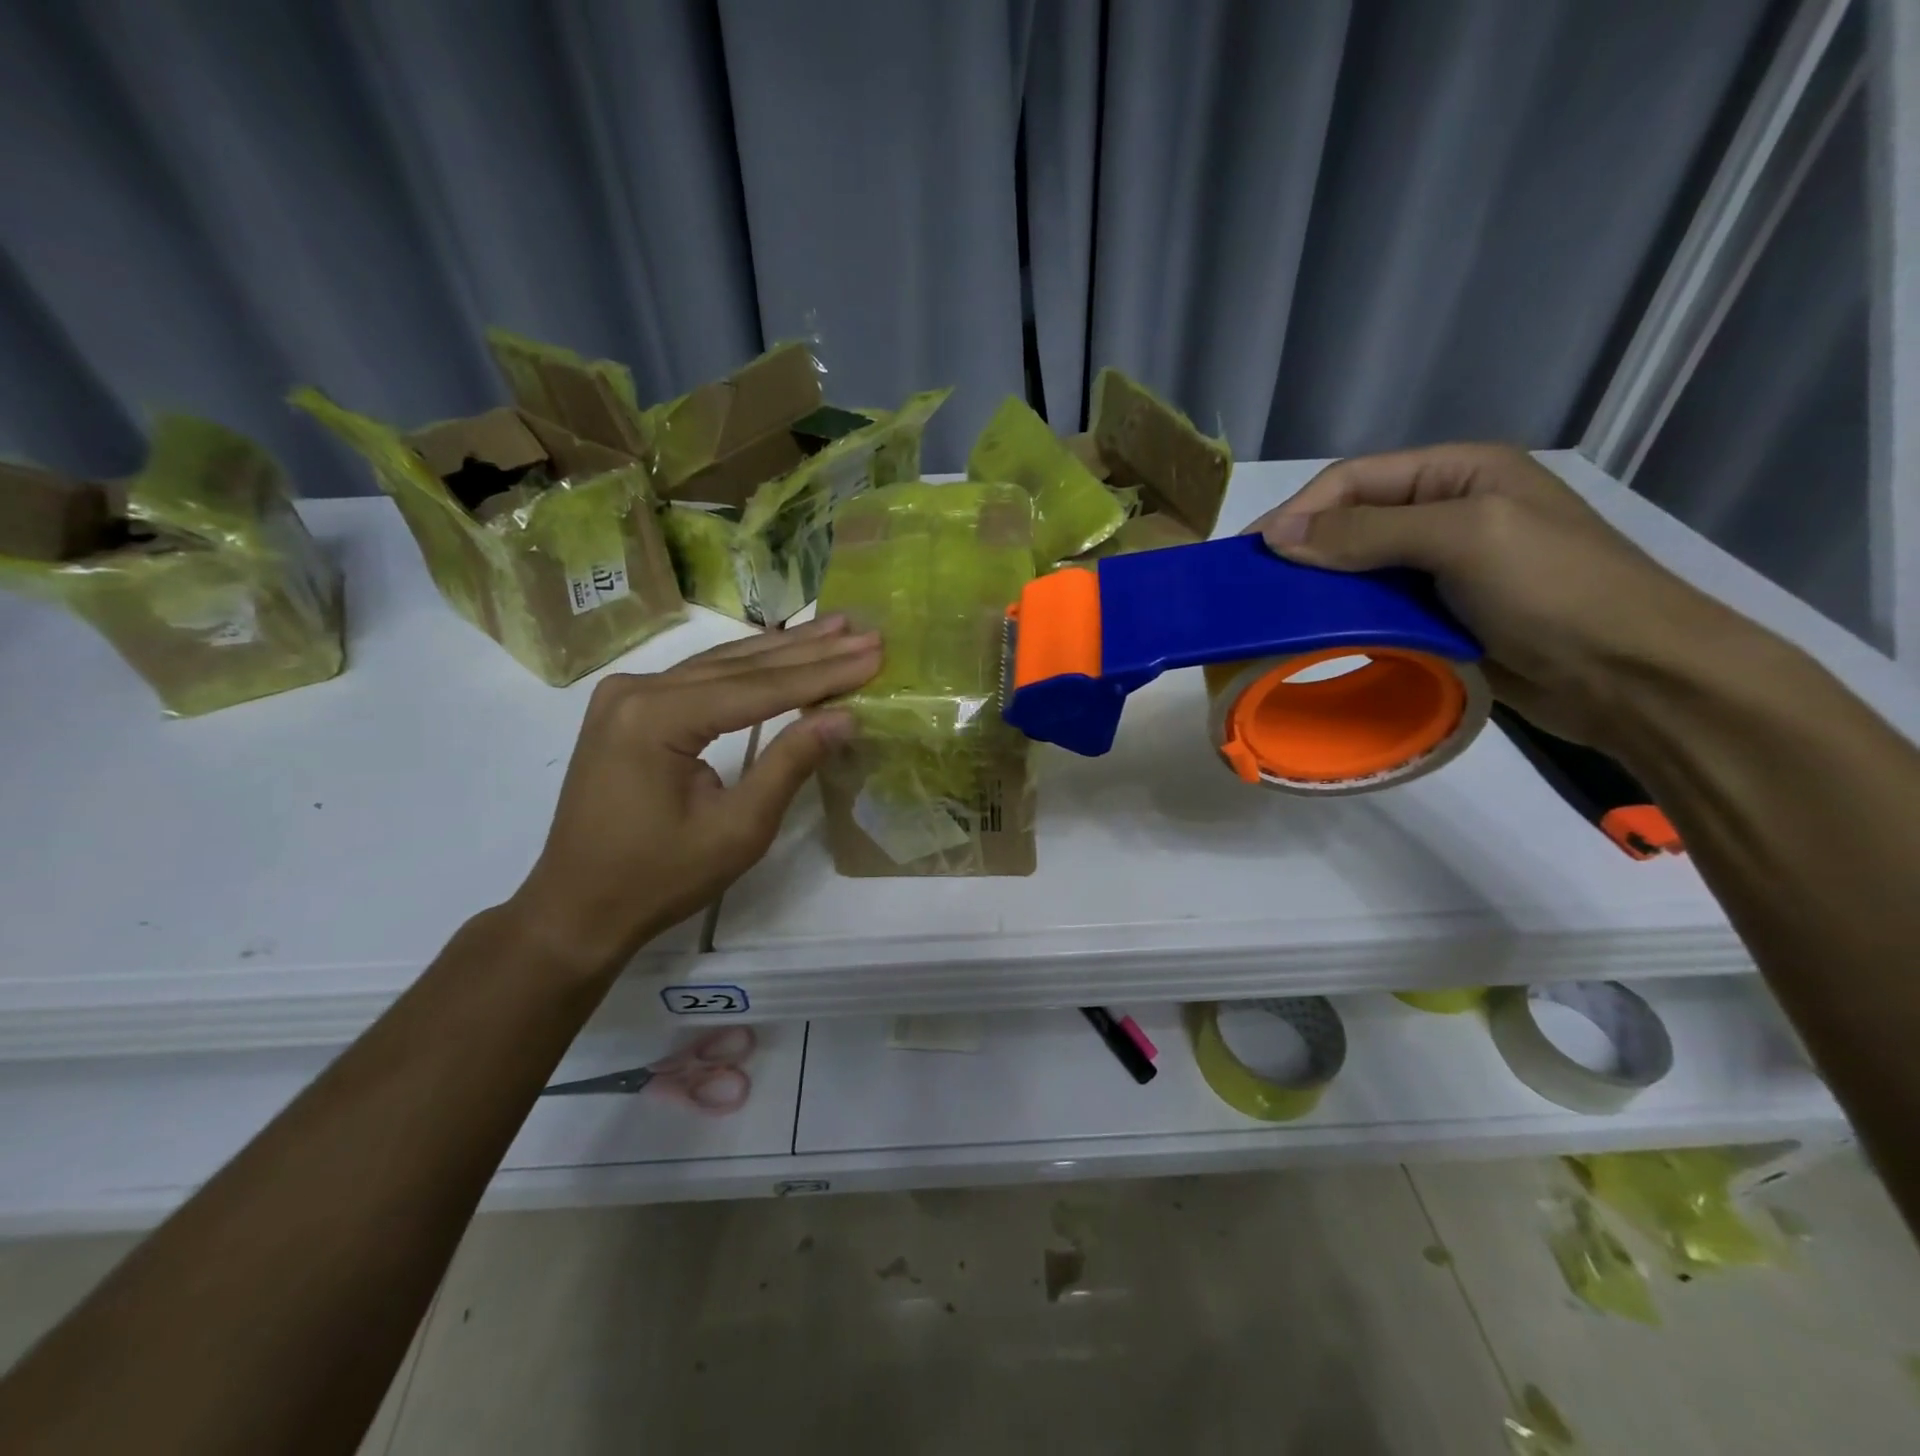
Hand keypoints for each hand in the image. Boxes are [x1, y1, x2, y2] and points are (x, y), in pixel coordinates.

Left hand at [508, 617, 880, 977]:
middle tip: (866, 630)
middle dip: (810, 650)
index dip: (824, 672)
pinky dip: (748, 668)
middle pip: (741, 665)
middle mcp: (636, 689)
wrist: (577, 907)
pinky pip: (700, 678)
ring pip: (721, 664)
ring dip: (783, 650)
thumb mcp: (738, 829)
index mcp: (657, 718)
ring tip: (835, 628)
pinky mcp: (627, 707)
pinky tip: (781, 651)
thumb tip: (844, 716)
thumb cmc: (659, 878)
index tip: (873, 652)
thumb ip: (790, 764)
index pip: (759, 687)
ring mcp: (626, 694)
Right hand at [1251, 444, 1740, 747]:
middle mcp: (1448, 512)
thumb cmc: (1554, 590)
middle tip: (1251, 585)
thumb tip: (1277, 536)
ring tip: (1274, 611)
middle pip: (1352, 522)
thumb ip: (1367, 532)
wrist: (1631, 677)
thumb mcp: (1463, 538)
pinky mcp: (1442, 615)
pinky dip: (1344, 619)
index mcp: (1458, 473)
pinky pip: (1376, 608)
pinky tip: (1316, 634)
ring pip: (1359, 569)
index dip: (1298, 512)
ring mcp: (1445, 567)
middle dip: (1301, 549)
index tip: (1251, 554)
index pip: (1354, 480)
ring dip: (1318, 588)